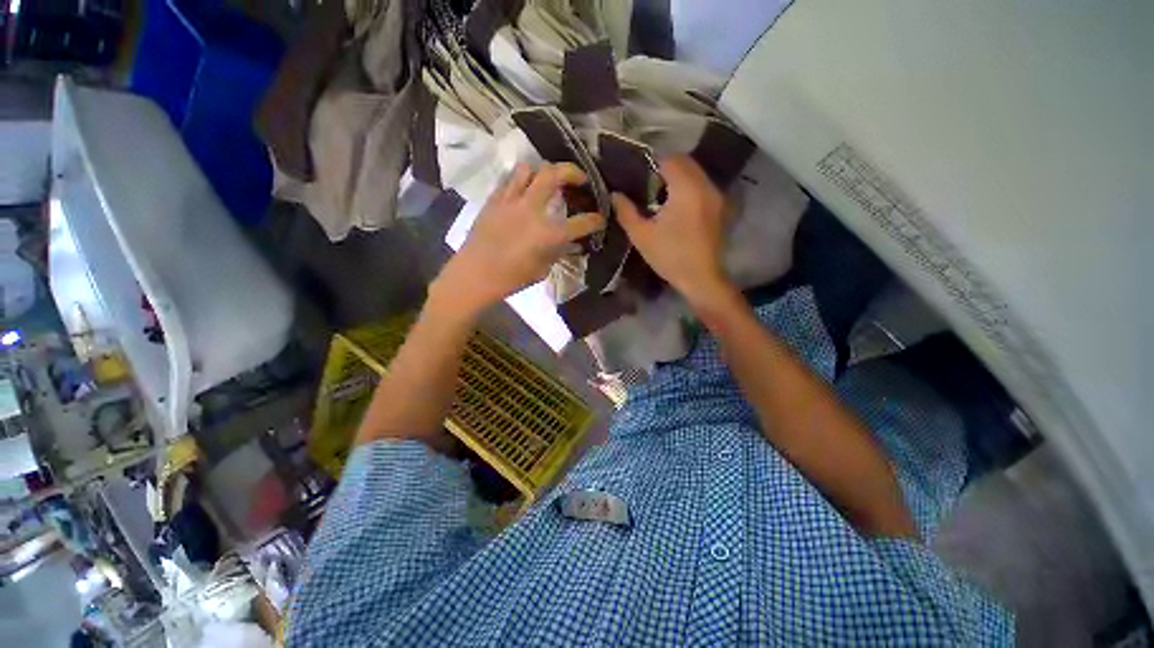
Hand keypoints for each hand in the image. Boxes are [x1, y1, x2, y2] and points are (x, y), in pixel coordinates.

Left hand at [434, 162, 605, 316]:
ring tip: (547, 182)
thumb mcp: (542, 269)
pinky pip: (510, 179)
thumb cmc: (511, 278)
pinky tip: (524, 191)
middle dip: (573, 171)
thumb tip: (568, 242)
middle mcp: (531, 209)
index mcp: (547, 233)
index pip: (581, 222)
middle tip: (580, 178)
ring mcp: (510, 201)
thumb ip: (557, 251)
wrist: (475, 274)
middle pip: (554, 174)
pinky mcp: (494, 199)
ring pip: (529, 168)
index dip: (595, 219)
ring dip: (542, 171)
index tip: (600, 218)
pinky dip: (522, 180)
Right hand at [614, 156, 732, 305]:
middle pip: (685, 162)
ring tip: (660, 195)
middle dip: (666, 168)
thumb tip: (615, 194)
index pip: (669, 160)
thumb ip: (626, 212)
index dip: (652, 163)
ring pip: (696, 173)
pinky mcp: (720, 208)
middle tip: (647, 185)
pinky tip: (676, 206)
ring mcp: (716, 196)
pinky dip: (689, 187)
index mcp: (686, 189)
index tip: (638, 176)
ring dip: (678, 177)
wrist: (701, 278)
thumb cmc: (670, 256)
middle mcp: (705, 186)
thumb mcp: (641, 236)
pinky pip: (702, 186)